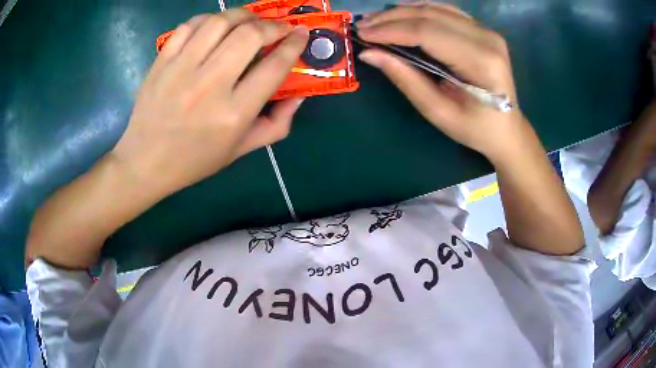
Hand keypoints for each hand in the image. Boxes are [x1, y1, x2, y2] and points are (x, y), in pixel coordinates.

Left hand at [111, 11, 308, 195]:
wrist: (145, 162)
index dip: (294, 44)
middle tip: (276, 28)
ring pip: (219, 22)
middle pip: (249, 35)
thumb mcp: (241, 150)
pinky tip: (215, 27)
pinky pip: (189, 26)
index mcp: (233, 113)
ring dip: (242, 15)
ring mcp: (181, 70)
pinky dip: (208, 19)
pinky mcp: (161, 62)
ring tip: (248, 22)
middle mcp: (209, 86)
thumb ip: (277, 123)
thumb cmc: (195, 160)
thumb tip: (299, 94)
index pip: (274, 66)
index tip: (301, 34)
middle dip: (271, 25)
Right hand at [356, 3, 527, 160]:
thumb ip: (405, 78)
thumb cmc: (475, 129)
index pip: (427, 33)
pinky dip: (420, 11)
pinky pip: (446, 11)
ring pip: (437, 8)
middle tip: (363, 25)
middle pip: (431, 15)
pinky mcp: (483, 30)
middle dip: (392, 17)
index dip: (391, 29)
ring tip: (376, 20)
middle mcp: (486, 38)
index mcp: (480, 62)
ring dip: (403, 11)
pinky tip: (402, 16)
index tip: (362, 33)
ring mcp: (487, 31)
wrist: (507, 130)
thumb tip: (369, 53)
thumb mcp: (438, 111)